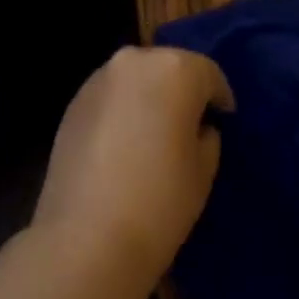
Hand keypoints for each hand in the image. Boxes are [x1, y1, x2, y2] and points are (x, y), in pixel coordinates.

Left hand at [32, 46, 233, 286]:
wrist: (86, 239)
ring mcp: (101, 77)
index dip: (219, 97)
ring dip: (148, 97)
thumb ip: (207, 136)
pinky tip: (121, 145)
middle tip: (189, 126)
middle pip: (169, 67)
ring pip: (137, 78)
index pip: (208, 73)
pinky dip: (121, 110)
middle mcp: (137, 59)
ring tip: (152, 134)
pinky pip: (111, 96)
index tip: (223, 119)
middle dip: (182, 91)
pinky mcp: (75, 99)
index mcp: (175, 69)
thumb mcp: (203, 172)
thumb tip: (198, 127)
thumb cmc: (159, 203)